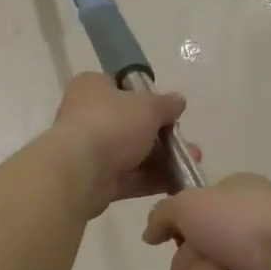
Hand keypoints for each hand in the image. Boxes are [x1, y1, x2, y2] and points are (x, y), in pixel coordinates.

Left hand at [46, 73, 187, 217]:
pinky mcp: (93, 180)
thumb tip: (177, 101)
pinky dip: (150, 180)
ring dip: (161, 159)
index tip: (167, 109)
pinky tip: (177, 183)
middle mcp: (85, 115)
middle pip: (129, 123)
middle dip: (161, 135)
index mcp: (90, 87)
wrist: (79, 171)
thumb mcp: (148, 106)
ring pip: (130, 153)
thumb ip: (166, 104)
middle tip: (186, 142)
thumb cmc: (111, 124)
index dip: (144, 96)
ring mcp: (88, 150)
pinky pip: (127, 177)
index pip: (119, 86)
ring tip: (191, 162)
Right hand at [142, 174, 270, 269]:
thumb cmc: (248, 224)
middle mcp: (244, 237)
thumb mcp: (192, 202)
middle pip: (188, 260)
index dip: (182, 234)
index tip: (185, 237)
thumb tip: (150, 235)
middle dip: (191, 268)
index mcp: (233, 203)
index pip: (189, 223)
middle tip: (212, 267)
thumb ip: (163, 214)